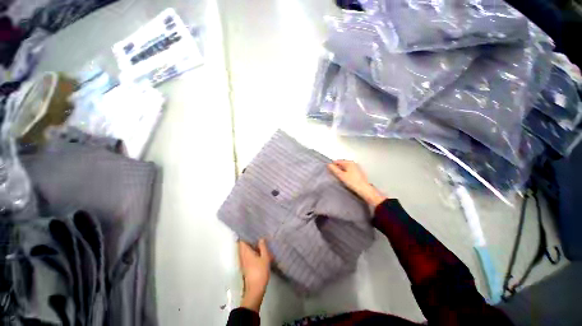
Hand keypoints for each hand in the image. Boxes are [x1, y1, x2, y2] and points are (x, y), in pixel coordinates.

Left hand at [238, 238, 271, 312]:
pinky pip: (246, 255)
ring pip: (244, 251)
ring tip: (259, 241)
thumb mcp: (265, 258)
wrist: (255, 290)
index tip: (250, 230)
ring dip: (250, 246)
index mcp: (245, 252)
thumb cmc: (260, 272)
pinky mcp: (245, 267)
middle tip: (256, 234)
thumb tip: (261, 238)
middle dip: (248, 240)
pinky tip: (259, 251)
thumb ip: (263, 247)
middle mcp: (242, 256)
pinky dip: (251, 251)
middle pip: (242, 245)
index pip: (241, 241)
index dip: (244, 235)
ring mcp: (243, 262)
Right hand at [328, 160, 385, 207]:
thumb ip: (334, 169)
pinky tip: (345, 179)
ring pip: (345, 168)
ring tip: (340, 178)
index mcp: (349, 162)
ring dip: (341, 171)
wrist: (364, 189)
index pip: (337, 161)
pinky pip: (348, 171)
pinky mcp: (357, 172)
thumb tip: (329, 165)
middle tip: (335, 175)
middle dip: (337, 169)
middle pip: (341, 164)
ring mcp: (356, 167)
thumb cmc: (353, 182)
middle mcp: (353, 163)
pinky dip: (345, 173)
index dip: (333, 166)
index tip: (330, 171)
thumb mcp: (341, 175)